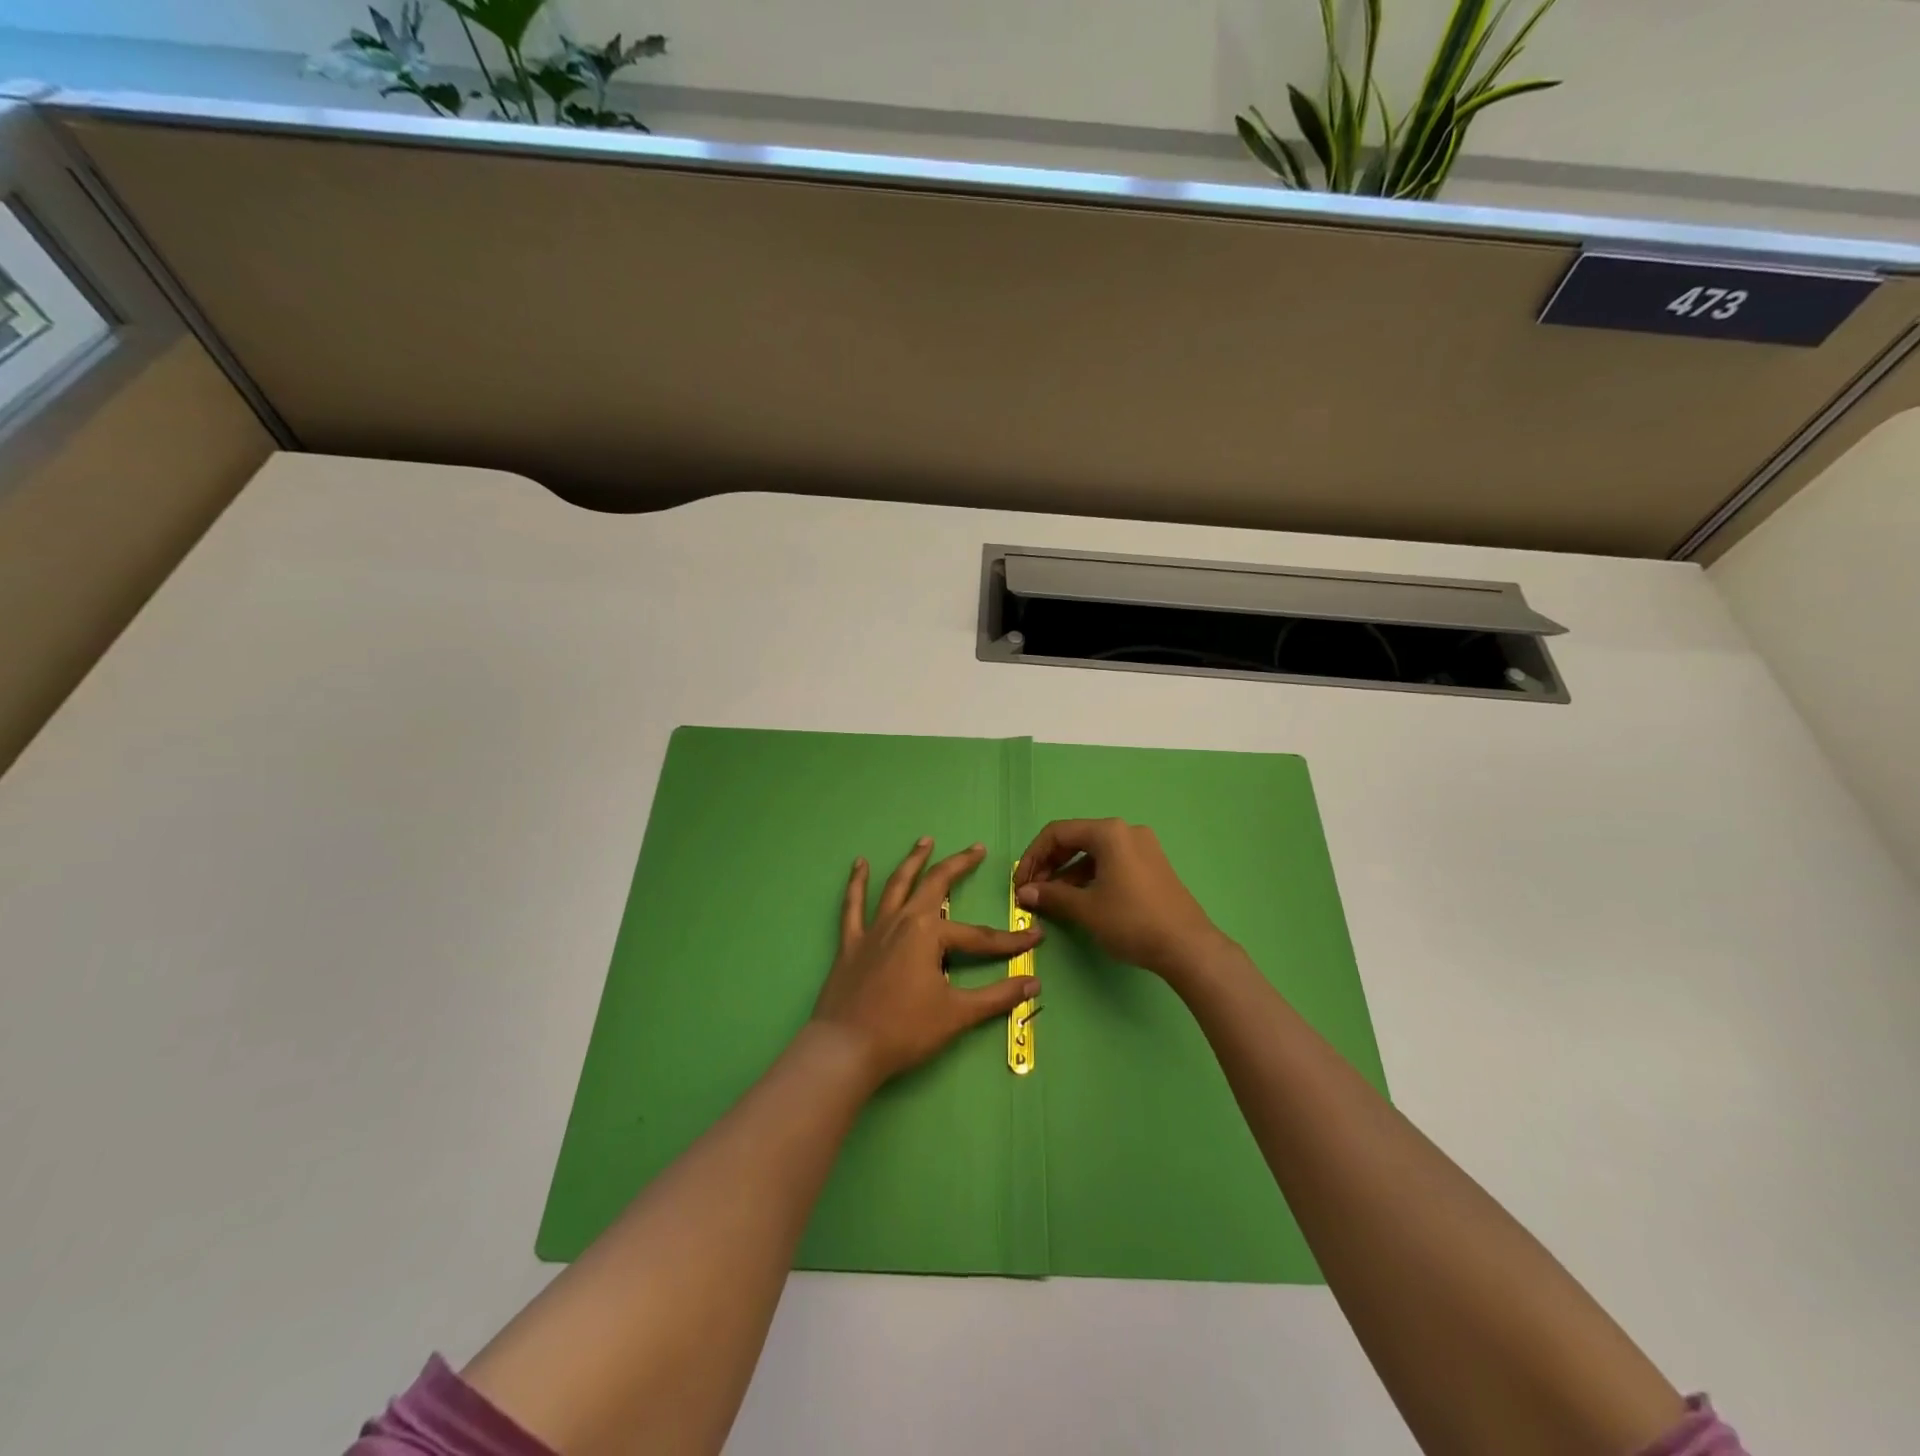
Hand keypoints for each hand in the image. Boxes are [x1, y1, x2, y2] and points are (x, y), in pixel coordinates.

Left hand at [812, 838, 1042, 1087]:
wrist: (846, 1049)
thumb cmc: (904, 1030)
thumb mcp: (957, 1014)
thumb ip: (997, 997)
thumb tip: (1034, 984)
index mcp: (928, 933)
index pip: (979, 936)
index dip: (1009, 941)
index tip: (1035, 938)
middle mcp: (902, 920)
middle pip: (935, 885)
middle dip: (959, 865)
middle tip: (977, 848)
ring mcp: (873, 929)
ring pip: (896, 885)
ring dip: (913, 861)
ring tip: (925, 841)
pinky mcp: (850, 943)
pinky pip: (852, 906)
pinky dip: (857, 883)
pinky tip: (860, 864)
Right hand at [1014, 819, 1228, 985]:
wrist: (1188, 947)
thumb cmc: (1132, 921)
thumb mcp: (1086, 908)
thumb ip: (1051, 895)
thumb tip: (1024, 892)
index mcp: (1109, 832)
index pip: (1057, 833)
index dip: (1033, 857)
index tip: (1020, 883)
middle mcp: (1126, 831)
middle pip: (1075, 839)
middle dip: (1050, 864)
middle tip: (1033, 891)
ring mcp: (1143, 847)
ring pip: (1093, 852)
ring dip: (1068, 873)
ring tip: (1053, 899)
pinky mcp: (1152, 865)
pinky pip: (1111, 862)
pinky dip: (1090, 876)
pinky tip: (1080, 899)